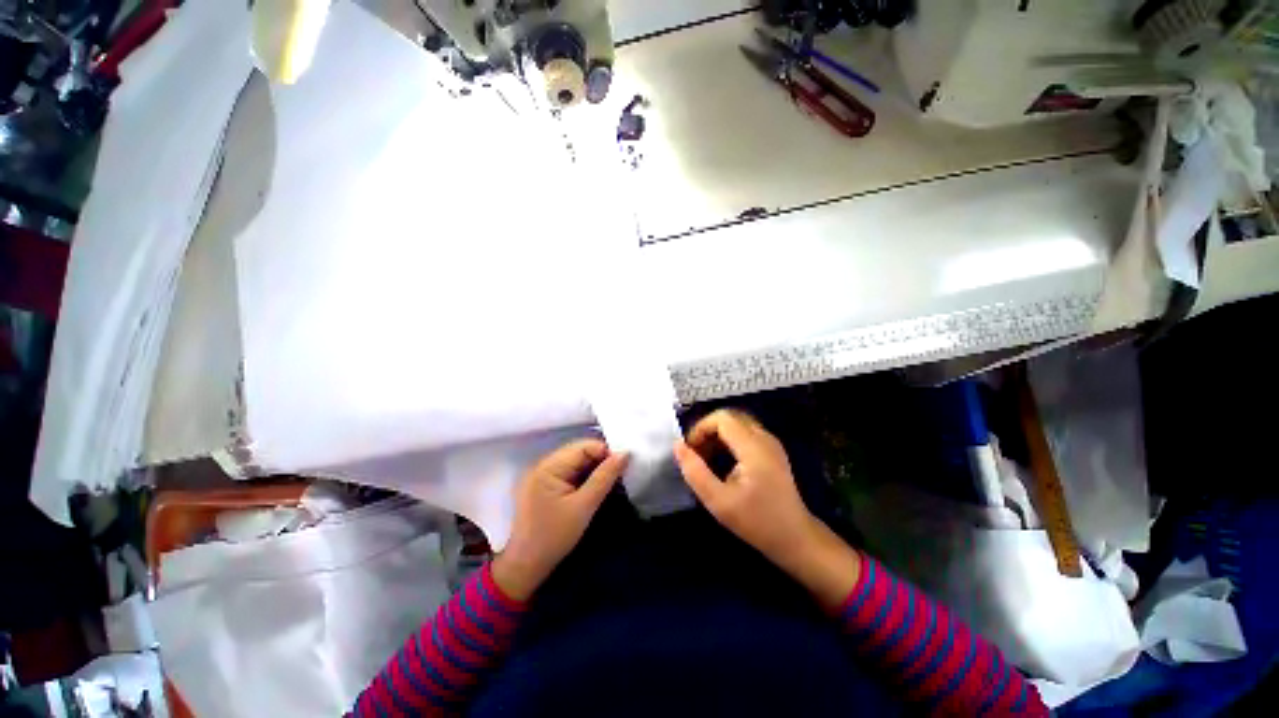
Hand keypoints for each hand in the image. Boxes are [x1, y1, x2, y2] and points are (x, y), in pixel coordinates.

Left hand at [493, 439, 628, 600]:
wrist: (526, 567)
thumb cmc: (554, 536)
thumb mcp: (584, 506)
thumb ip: (605, 477)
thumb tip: (625, 453)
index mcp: (548, 467)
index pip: (583, 447)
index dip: (605, 452)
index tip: (622, 466)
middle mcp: (542, 465)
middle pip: (578, 452)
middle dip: (600, 460)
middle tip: (618, 475)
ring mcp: (542, 475)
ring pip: (575, 462)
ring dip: (593, 469)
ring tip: (609, 481)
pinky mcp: (544, 485)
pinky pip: (568, 472)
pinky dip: (583, 477)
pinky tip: (594, 487)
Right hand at [673, 409, 812, 566]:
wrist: (795, 538)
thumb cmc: (757, 522)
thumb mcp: (719, 501)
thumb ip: (695, 472)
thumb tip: (677, 445)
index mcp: (754, 447)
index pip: (721, 418)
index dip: (700, 429)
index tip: (690, 452)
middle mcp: (764, 437)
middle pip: (728, 417)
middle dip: (707, 431)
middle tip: (696, 455)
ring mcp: (770, 442)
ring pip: (736, 424)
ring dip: (716, 436)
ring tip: (706, 460)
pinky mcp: (771, 450)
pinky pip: (744, 433)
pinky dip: (728, 441)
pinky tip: (722, 463)